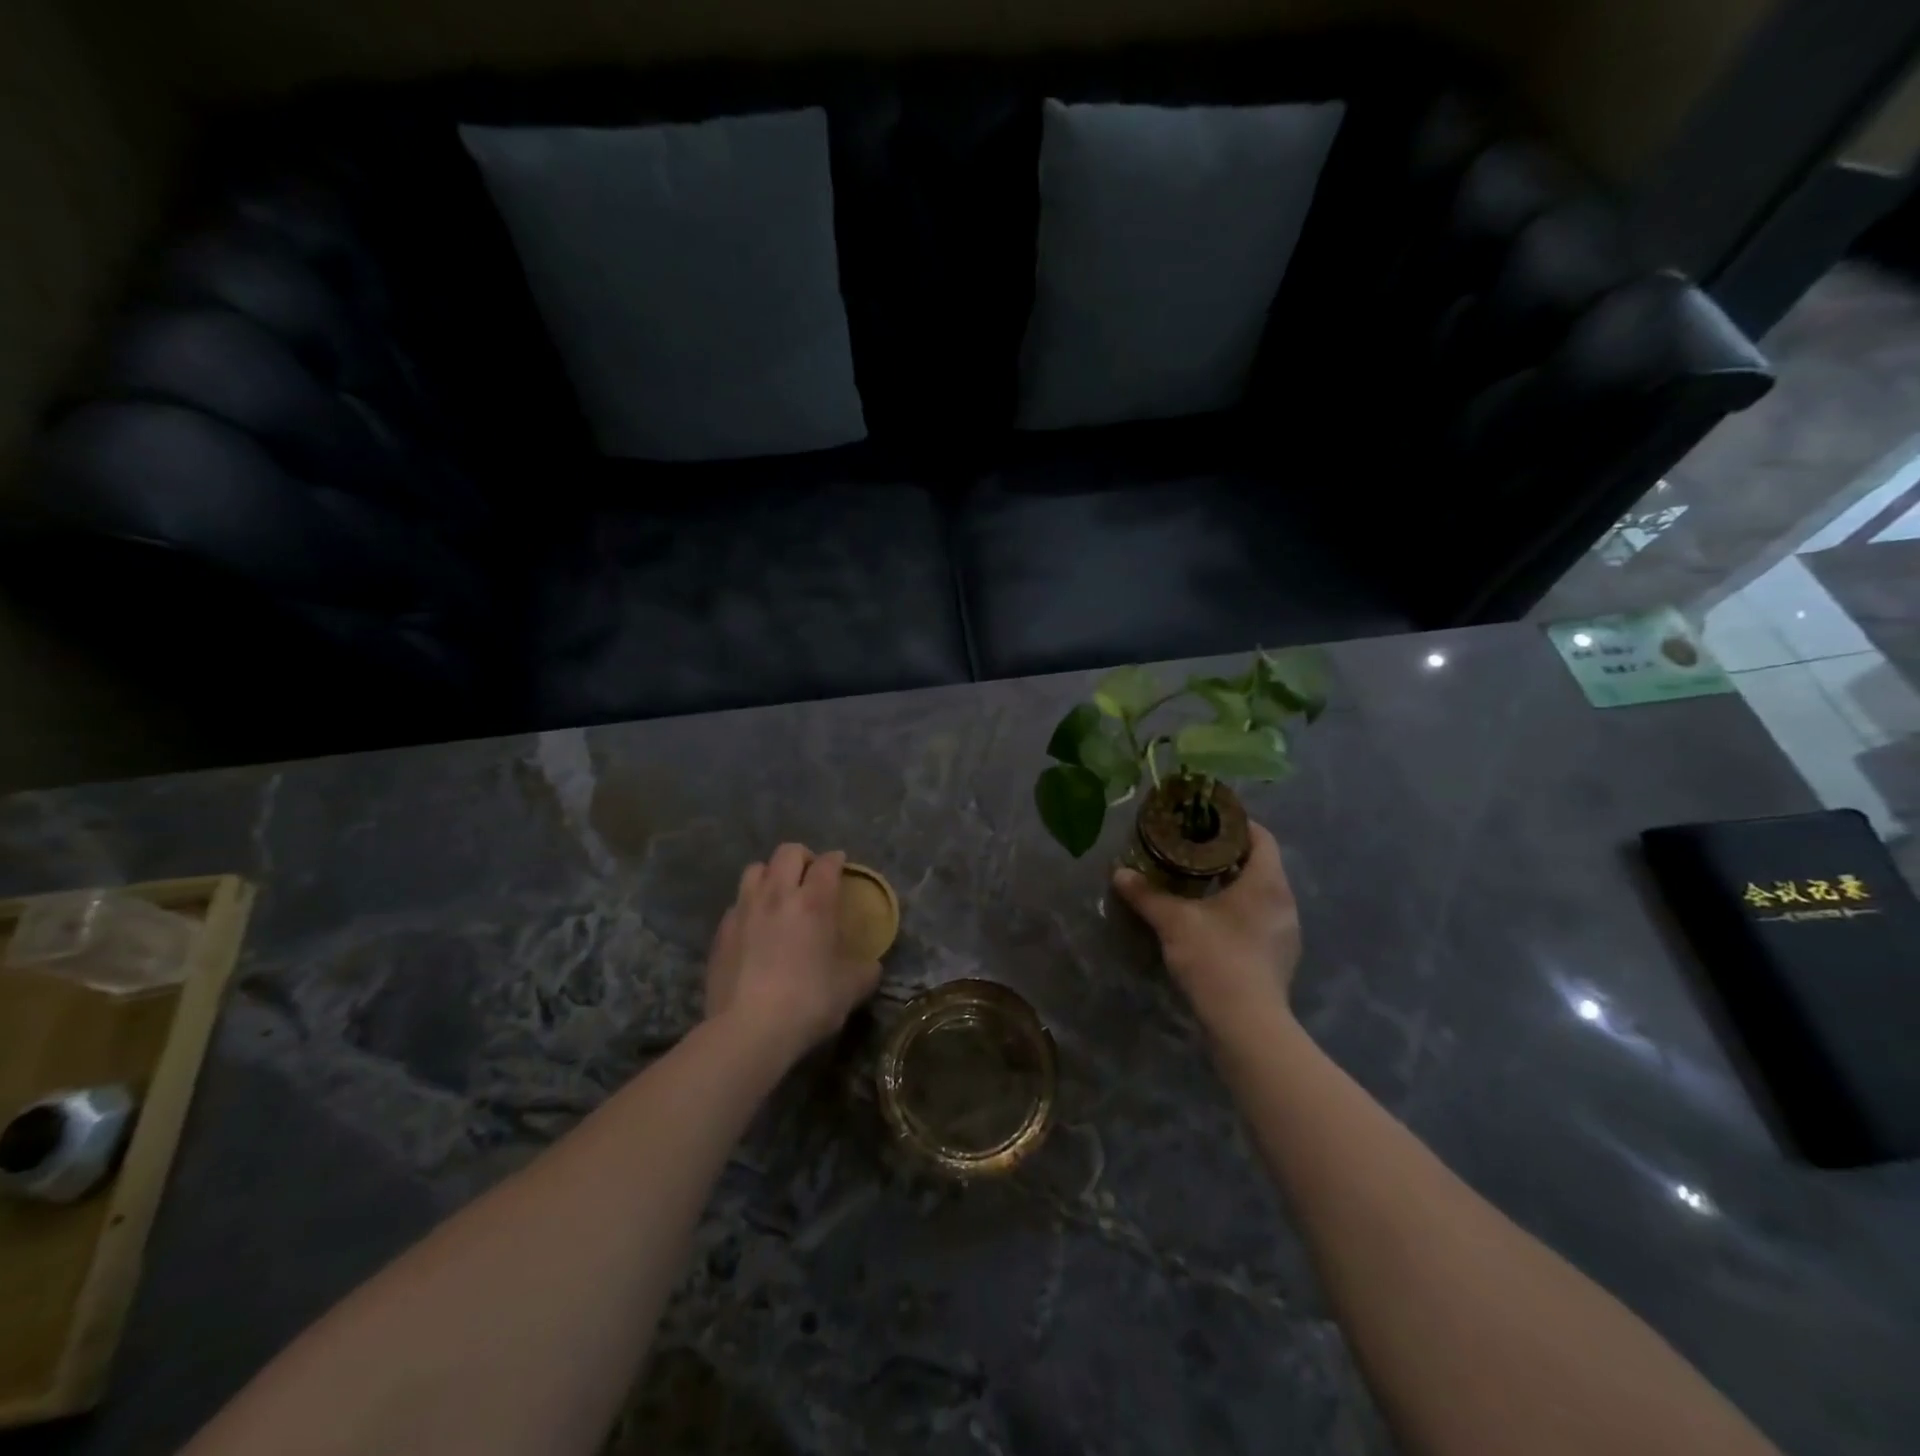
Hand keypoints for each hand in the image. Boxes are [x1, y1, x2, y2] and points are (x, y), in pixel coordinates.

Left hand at [705, 844, 881, 1062]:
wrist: (748, 1030)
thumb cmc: (808, 1002)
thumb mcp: (851, 989)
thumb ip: (865, 971)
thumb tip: (872, 966)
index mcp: (814, 902)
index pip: (827, 863)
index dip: (836, 860)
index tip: (841, 866)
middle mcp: (777, 895)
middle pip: (787, 852)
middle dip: (803, 857)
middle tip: (810, 875)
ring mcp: (744, 910)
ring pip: (755, 870)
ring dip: (770, 875)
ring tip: (778, 894)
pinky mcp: (721, 932)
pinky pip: (737, 904)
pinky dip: (749, 907)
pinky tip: (755, 928)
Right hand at [1112, 822, 1301, 1031]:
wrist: (1246, 1023)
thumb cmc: (1215, 957)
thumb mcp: (1173, 921)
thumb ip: (1146, 894)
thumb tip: (1119, 873)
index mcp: (1266, 882)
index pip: (1260, 836)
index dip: (1235, 824)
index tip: (1205, 820)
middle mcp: (1284, 901)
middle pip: (1260, 864)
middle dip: (1228, 855)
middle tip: (1192, 850)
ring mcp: (1286, 931)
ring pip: (1260, 893)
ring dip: (1233, 885)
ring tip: (1198, 884)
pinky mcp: (1281, 957)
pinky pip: (1261, 918)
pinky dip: (1239, 910)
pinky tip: (1212, 921)